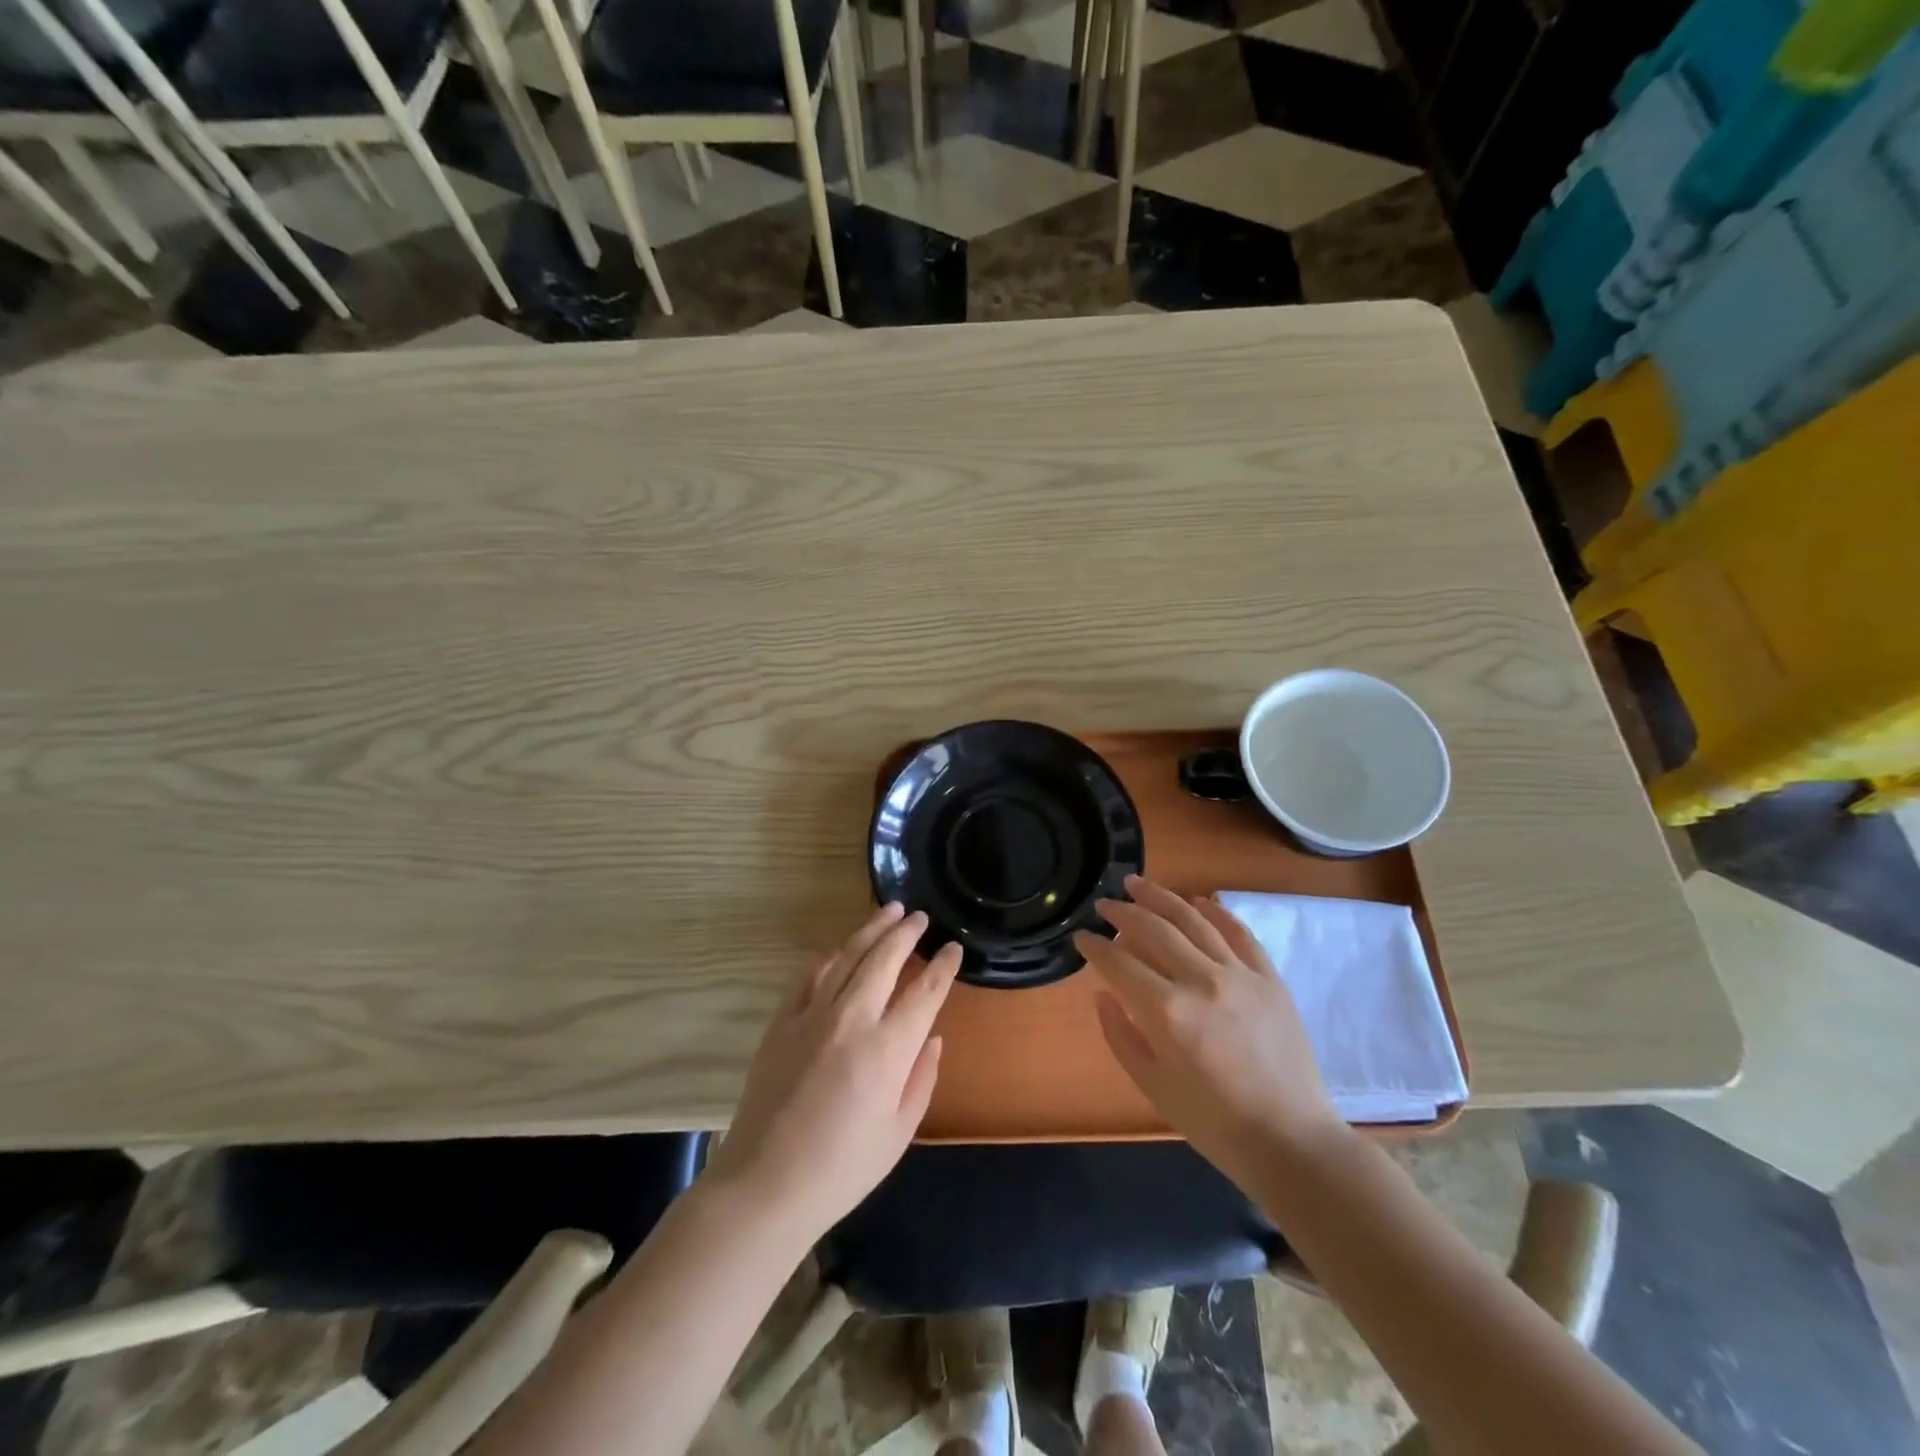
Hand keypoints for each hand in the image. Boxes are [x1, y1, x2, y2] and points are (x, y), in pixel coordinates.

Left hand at [705, 904, 961, 1241]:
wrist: (765, 1185)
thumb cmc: (842, 1169)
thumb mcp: (899, 1133)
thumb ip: (921, 1078)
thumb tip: (932, 1037)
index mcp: (887, 1050)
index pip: (924, 993)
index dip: (943, 967)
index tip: (953, 948)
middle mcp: (852, 1020)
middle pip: (884, 959)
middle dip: (906, 933)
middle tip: (919, 918)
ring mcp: (812, 1016)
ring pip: (847, 957)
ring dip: (870, 930)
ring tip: (888, 911)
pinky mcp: (781, 1022)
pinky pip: (808, 976)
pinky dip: (828, 956)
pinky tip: (839, 949)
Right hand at [1075, 875, 1348, 1185]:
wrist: (1291, 1141)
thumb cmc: (1214, 1123)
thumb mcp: (1153, 1086)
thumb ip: (1120, 1035)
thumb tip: (1103, 994)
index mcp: (1167, 1011)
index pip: (1118, 963)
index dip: (1094, 946)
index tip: (1080, 936)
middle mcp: (1201, 980)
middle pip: (1153, 929)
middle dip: (1122, 913)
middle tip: (1104, 904)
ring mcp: (1240, 974)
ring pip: (1193, 920)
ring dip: (1161, 897)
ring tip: (1137, 884)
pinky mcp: (1270, 978)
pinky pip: (1239, 933)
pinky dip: (1216, 912)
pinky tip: (1198, 901)